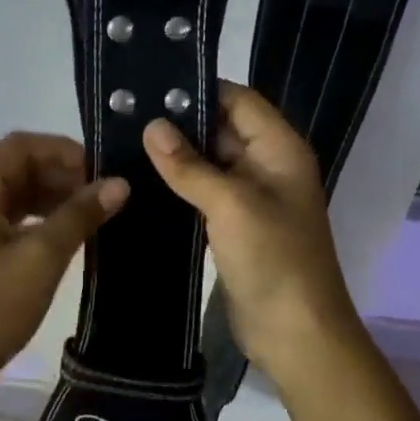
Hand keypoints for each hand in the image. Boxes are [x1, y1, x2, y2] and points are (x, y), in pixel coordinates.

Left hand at [0, 132, 128, 393]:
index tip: (103, 170)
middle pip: (16, 167)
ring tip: (94, 213)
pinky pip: (8, 217)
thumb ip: (80, 215)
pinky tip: (68, 233)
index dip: (63, 151)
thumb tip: (121, 184)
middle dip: (61, 175)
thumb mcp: (41, 258)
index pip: (20, 146)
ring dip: (53, 197)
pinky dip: (39, 218)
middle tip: (105, 194)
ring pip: (14, 193)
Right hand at [143, 83, 363, 386]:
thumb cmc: (274, 260)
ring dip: (175, 155)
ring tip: (124, 140)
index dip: (200, 89)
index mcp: (279, 149)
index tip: (150, 86)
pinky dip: (178, 185)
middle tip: (126, 113)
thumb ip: (190, 166)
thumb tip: (151, 127)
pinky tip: (141, 179)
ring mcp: (250, 197)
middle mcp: (267, 166)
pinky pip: (204, 192)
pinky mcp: (234, 225)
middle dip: (180, 122)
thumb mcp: (231, 205)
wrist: (296, 335)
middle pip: (221, 128)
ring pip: (209, 162)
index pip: (239, 100)